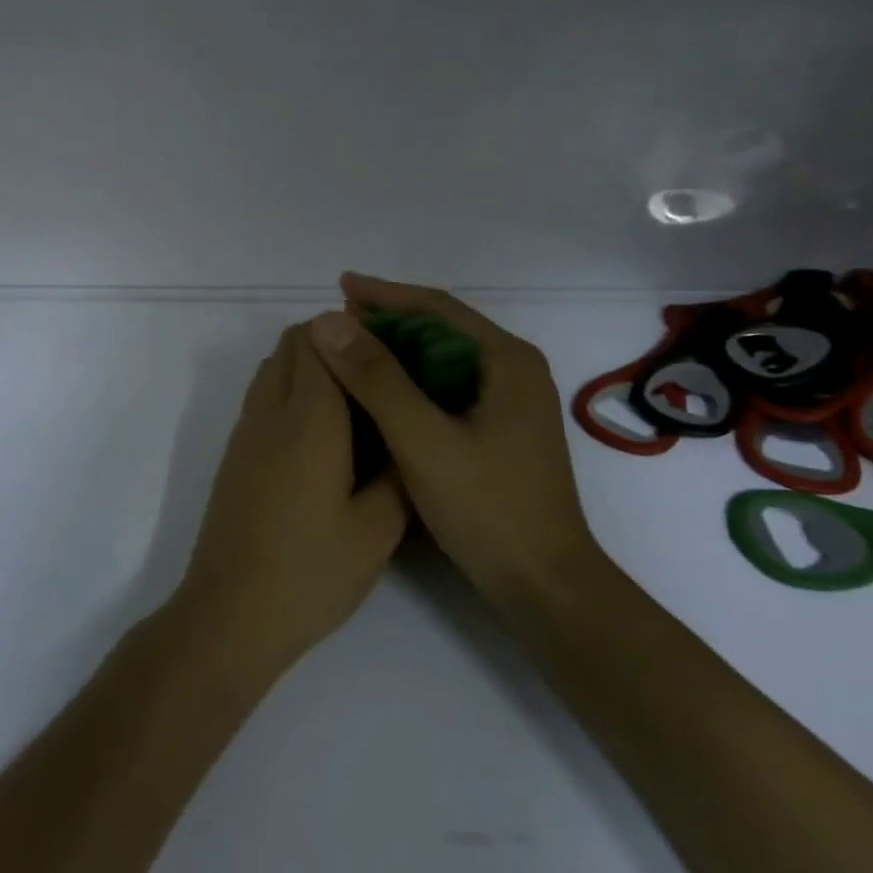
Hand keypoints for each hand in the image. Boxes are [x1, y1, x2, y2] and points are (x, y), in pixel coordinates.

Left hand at [171, 323, 409, 679]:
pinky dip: (289, 394)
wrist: (230, 615)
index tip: (391, 353)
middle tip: (377, 378)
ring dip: (308, 368)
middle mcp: (269, 411)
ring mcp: (245, 432)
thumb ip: (399, 472)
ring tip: (354, 407)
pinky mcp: (234, 455)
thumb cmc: (310, 572)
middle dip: (334, 344)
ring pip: (272, 368)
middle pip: (292, 344)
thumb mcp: (377, 530)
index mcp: (308, 418)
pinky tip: (322, 441)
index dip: (356, 333)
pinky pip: (262, 398)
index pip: (320, 338)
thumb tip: (409, 436)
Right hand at [307, 273, 597, 601]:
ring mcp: (510, 404)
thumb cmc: (488, 508)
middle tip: (336, 322)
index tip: (339, 286)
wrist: (544, 585)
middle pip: (443, 330)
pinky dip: (410, 384)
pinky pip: (447, 390)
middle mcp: (514, 372)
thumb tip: (327, 322)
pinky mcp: (500, 432)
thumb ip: (376, 379)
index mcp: (507, 361)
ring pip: (443, 361)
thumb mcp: (423, 439)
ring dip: (397, 353)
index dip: (385, 294)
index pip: (439, 308)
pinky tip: (379, 396)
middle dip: (389, 322)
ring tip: (349, 351)